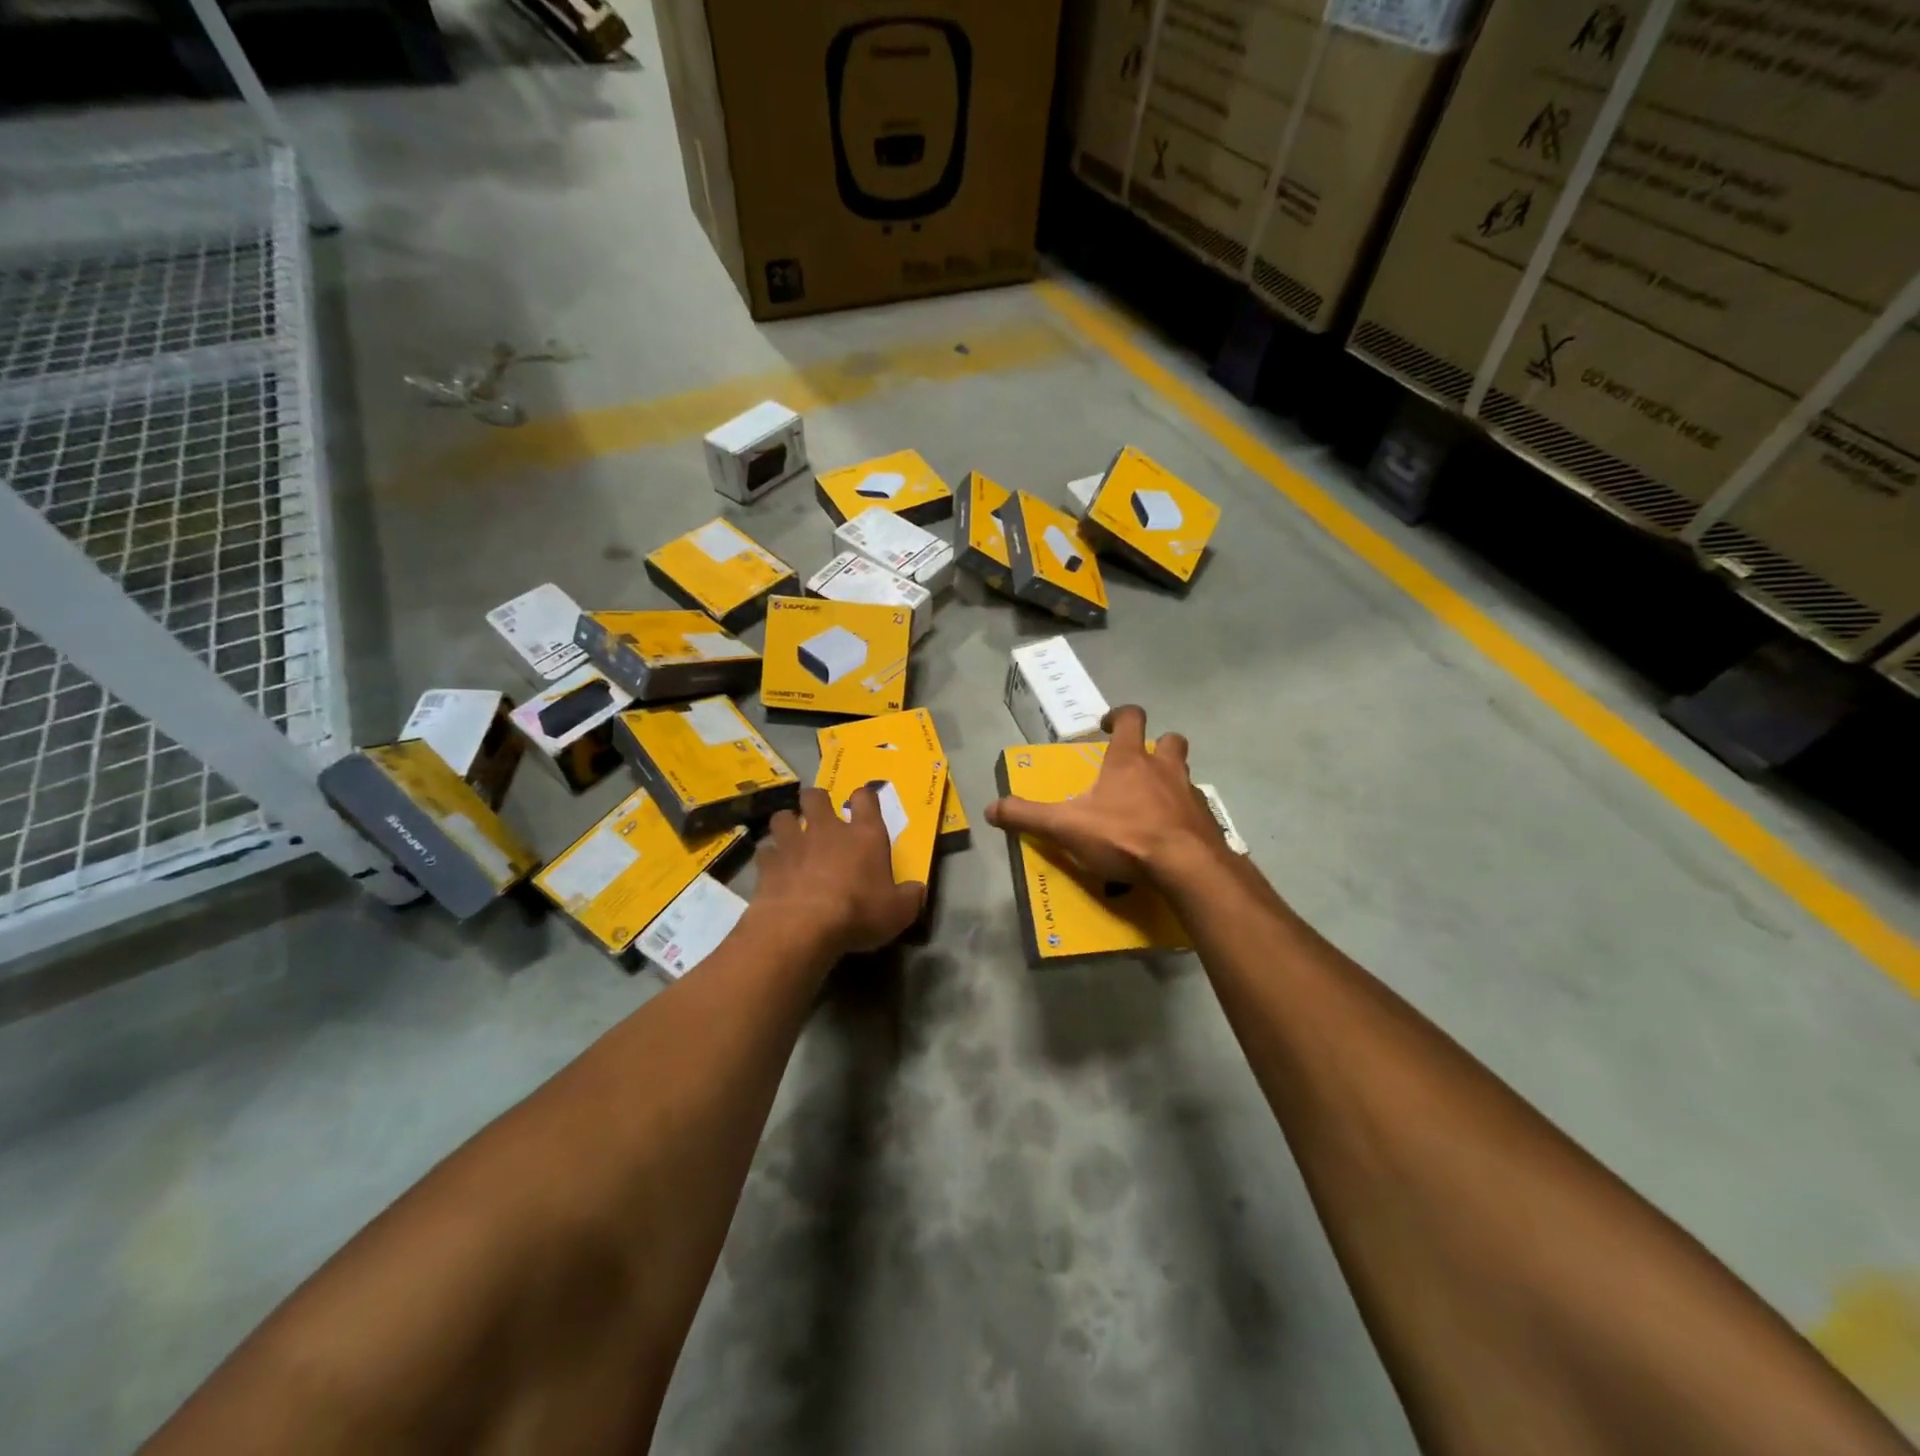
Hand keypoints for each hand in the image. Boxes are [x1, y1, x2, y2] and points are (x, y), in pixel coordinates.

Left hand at [753, 787, 925, 954]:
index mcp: (864, 835)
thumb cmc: (858, 913)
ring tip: (790, 839)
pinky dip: (769, 857)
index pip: (865, 799)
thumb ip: (909, 897)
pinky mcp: (768, 863)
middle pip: (816, 796)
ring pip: (783, 817)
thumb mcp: (898, 912)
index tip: (863, 802)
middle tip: (818, 816)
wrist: (802, 927)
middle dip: (815, 801)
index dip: (864, 797)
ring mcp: (793, 843)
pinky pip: (765, 850)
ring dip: (786, 824)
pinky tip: (772, 869)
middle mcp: (827, 830)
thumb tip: (917, 890)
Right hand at [986, 705, 1226, 886]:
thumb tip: (990, 809)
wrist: (1186, 866)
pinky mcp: (1206, 822)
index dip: (1120, 716)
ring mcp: (1190, 794)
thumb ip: (1027, 815)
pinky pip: (1195, 810)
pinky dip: (1183, 816)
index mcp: (1130, 760)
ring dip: (1170, 780)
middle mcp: (1164, 768)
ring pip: (1185, 775)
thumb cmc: (1124, 835)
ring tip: (1152, 803)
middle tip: (1138, 763)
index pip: (1131, 719)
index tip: (1107, 725)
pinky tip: (1170, 836)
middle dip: (1156, 744)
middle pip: (1170, 741)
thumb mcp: (1066, 826)